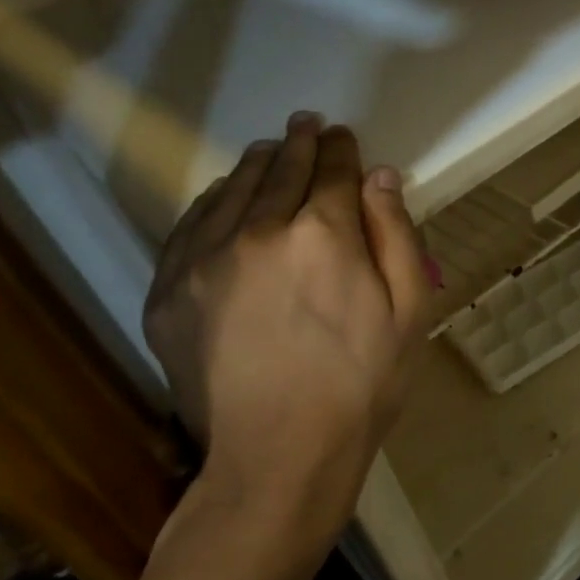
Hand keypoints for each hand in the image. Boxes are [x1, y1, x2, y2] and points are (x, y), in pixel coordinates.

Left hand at [142, 112, 430, 552]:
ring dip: (256, 163)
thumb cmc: (362, 384)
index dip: (342, 149)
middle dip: (300, 143)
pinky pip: (191, 225)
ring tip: (269, 150)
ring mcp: (204, 259)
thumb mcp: (409, 312)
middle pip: (281, 169)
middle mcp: (258, 230)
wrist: (280, 455)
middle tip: (306, 124)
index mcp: (323, 233)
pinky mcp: (169, 290)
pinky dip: (213, 200)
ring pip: (232, 189)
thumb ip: (396, 234)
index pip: (333, 170)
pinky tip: (224, 195)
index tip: (343, 136)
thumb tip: (381, 176)